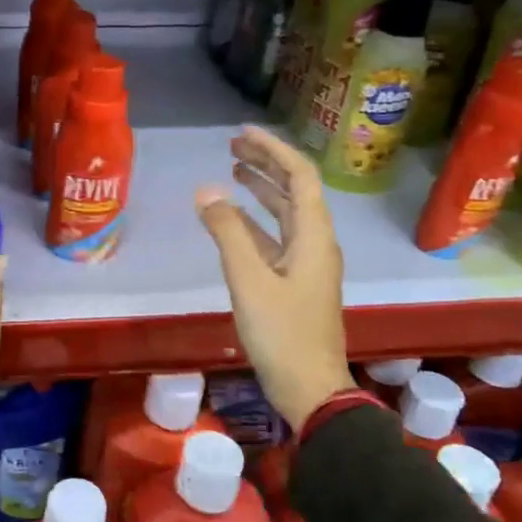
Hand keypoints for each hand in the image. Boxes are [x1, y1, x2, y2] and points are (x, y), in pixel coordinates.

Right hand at [196, 125, 354, 433]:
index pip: (299, 177)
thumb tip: (206, 191)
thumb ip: (227, 232)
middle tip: (232, 146)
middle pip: (294, 191)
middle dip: (266, 164)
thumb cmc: (282, 333)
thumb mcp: (249, 280)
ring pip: (284, 214)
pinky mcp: (294, 282)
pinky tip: (232, 219)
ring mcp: (306, 264)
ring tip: (232, 170)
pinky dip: (254, 222)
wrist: (310, 389)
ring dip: (261, 189)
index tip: (243, 132)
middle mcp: (315, 242)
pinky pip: (275, 238)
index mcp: (313, 236)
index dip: (273, 150)